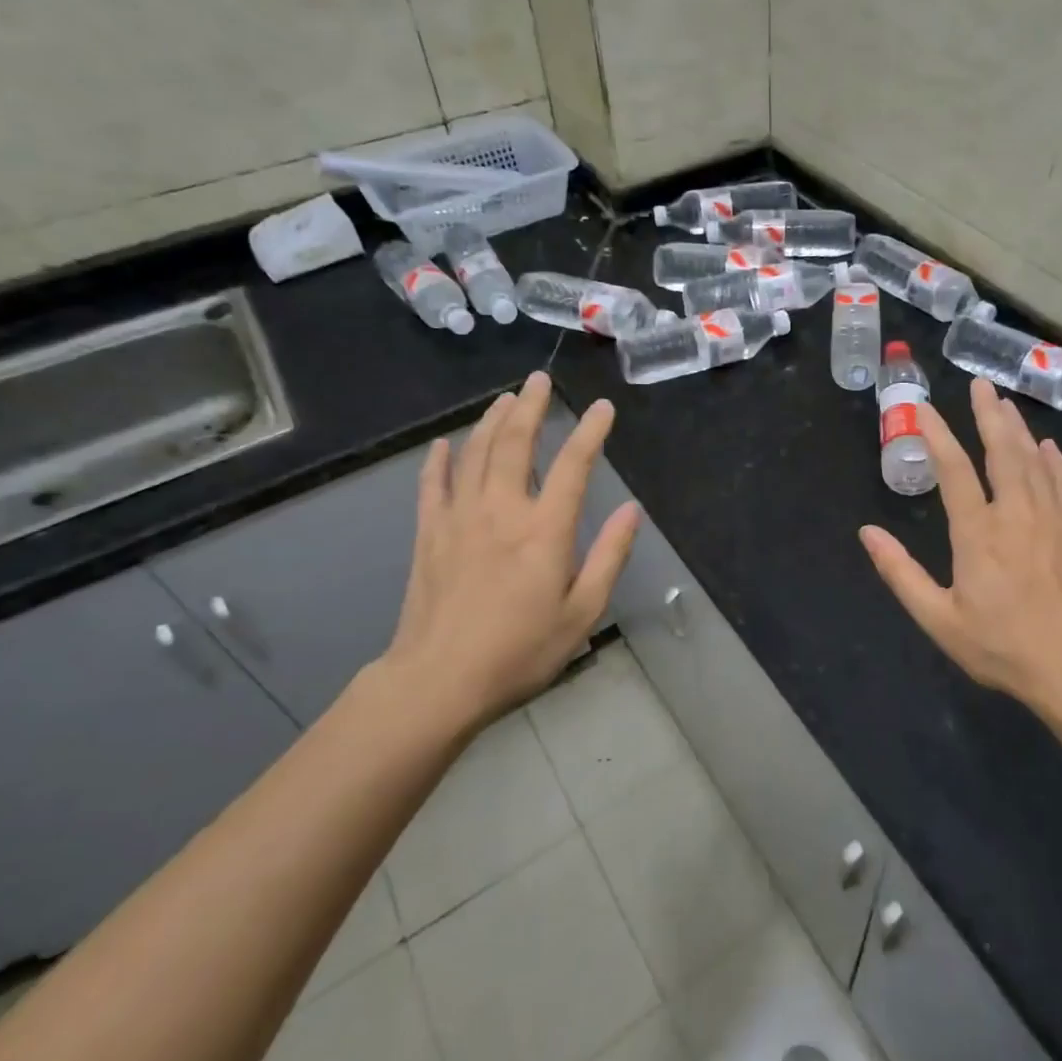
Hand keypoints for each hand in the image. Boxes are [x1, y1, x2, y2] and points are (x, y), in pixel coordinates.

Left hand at [367, 371, 639, 735]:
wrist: (438, 681)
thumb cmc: (519, 652)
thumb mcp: (581, 613)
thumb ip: (608, 557)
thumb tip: (632, 510)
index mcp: (544, 530)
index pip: (574, 466)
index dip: (590, 432)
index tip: (602, 408)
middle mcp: (501, 510)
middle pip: (516, 443)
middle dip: (531, 406)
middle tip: (539, 379)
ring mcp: (459, 518)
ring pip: (475, 453)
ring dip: (491, 421)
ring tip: (505, 399)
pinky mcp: (429, 534)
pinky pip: (433, 484)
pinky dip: (439, 460)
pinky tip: (444, 444)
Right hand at [860, 379, 1061, 715]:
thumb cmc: (1001, 646)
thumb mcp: (938, 618)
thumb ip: (900, 573)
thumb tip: (867, 532)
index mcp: (978, 533)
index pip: (954, 470)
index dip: (937, 435)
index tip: (924, 409)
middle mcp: (1016, 515)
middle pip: (1002, 452)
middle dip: (988, 415)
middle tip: (980, 384)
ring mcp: (1052, 521)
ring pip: (1034, 462)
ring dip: (1018, 429)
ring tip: (1005, 403)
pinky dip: (1055, 462)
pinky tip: (1049, 447)